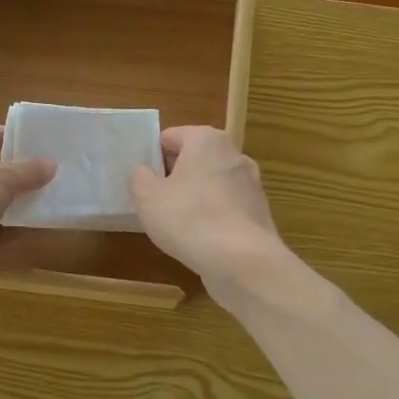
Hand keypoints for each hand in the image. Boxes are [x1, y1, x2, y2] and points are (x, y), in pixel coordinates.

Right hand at [129, 126, 285, 287]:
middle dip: (175, 176)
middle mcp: (234, 154)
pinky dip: (213, 217)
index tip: (143, 182)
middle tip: (156, 202)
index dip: (152, 157)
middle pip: (194, 158)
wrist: (242, 261)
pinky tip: (201, 239)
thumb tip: (145, 172)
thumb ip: (139, 177)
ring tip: (177, 224)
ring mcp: (251, 183)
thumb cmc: (189, 219)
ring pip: (212, 183)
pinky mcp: (258, 212)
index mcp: (206, 140)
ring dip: (194, 197)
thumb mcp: (147, 197)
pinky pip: (226, 207)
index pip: (171, 137)